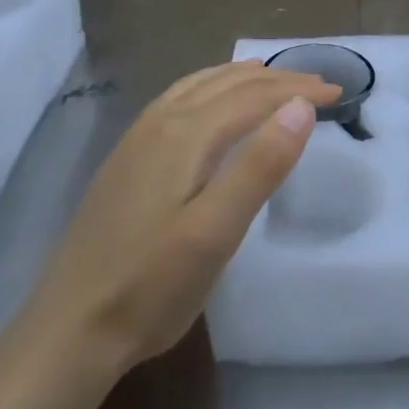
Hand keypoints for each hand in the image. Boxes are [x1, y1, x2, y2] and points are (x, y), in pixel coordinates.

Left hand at [31, 61, 340, 368]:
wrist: (69, 330)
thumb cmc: (152, 287)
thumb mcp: (216, 232)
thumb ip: (260, 166)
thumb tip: (300, 106)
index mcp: (185, 135)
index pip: (254, 96)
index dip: (298, 90)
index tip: (339, 93)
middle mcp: (160, 123)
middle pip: (228, 84)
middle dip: (277, 79)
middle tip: (319, 85)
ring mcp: (137, 140)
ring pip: (199, 86)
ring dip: (242, 78)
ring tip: (273, 78)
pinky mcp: (126, 159)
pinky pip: (177, 100)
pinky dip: (209, 88)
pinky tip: (210, 104)